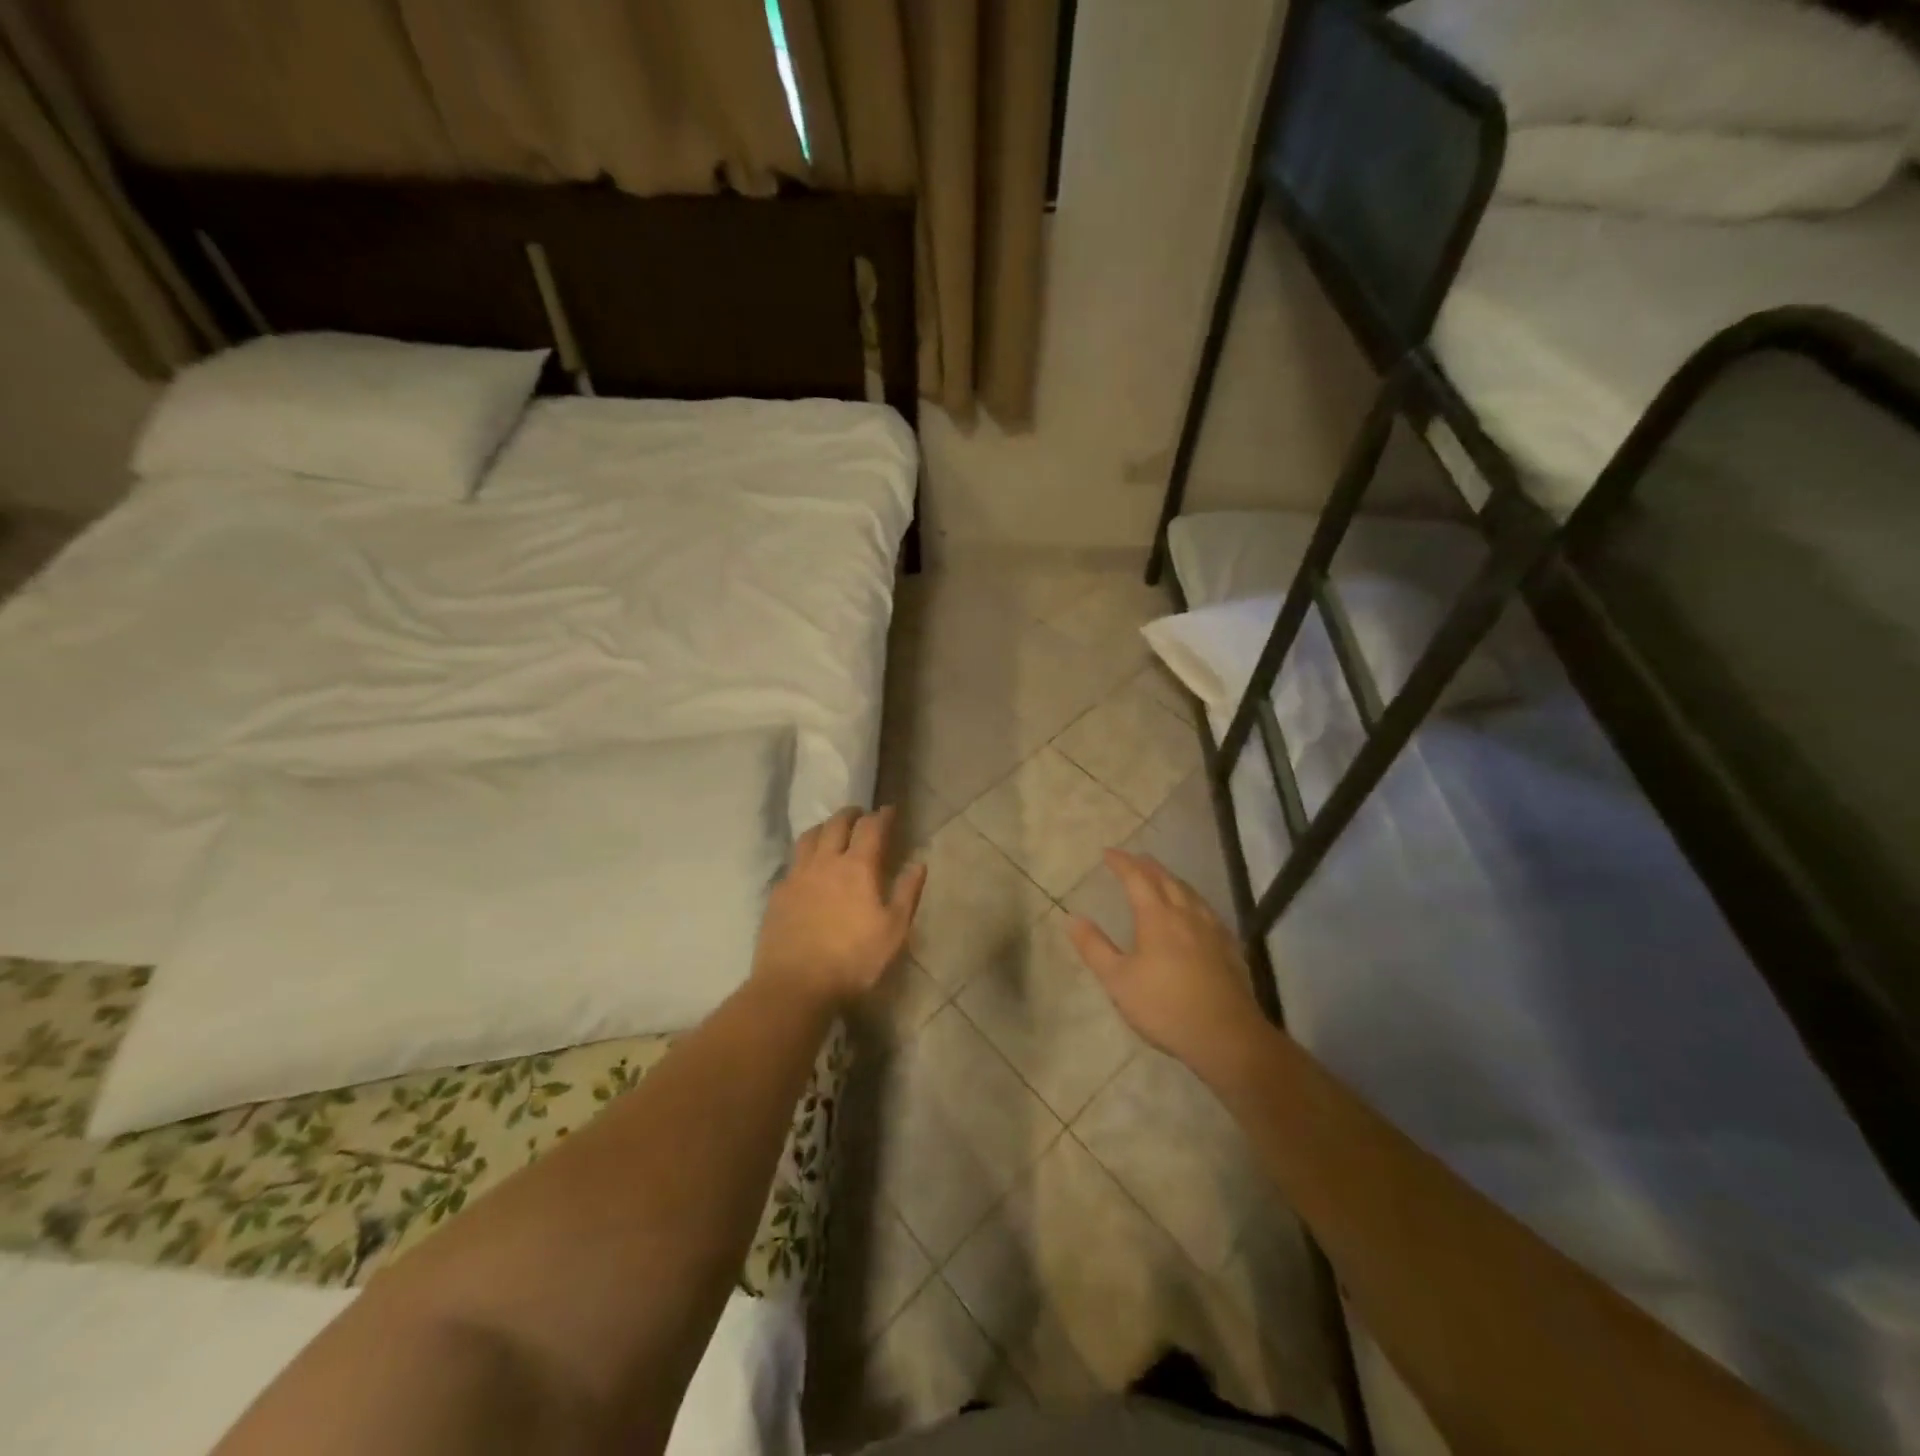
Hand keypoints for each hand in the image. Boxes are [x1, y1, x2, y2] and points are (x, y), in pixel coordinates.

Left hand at [753, 806, 927, 1008]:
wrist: (795, 985)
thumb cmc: (853, 960)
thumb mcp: (893, 931)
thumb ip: (907, 893)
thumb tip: (919, 863)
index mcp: (857, 867)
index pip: (871, 827)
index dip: (882, 815)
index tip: (889, 810)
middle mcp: (825, 862)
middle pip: (836, 824)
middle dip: (851, 814)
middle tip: (861, 814)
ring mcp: (797, 875)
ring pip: (809, 836)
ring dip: (824, 827)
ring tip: (832, 831)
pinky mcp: (778, 893)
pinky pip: (793, 861)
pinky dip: (805, 854)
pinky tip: (808, 867)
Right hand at [1067, 850, 1262, 1072]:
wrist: (1226, 1036)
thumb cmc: (1164, 1007)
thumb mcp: (1118, 980)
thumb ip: (1094, 947)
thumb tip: (1072, 918)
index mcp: (1157, 917)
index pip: (1137, 878)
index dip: (1121, 862)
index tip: (1107, 853)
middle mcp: (1186, 914)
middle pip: (1166, 879)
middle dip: (1147, 866)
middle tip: (1133, 859)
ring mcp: (1212, 930)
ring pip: (1190, 892)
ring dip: (1171, 879)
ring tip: (1162, 878)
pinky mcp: (1229, 947)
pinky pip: (1207, 910)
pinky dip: (1192, 900)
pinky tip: (1195, 913)